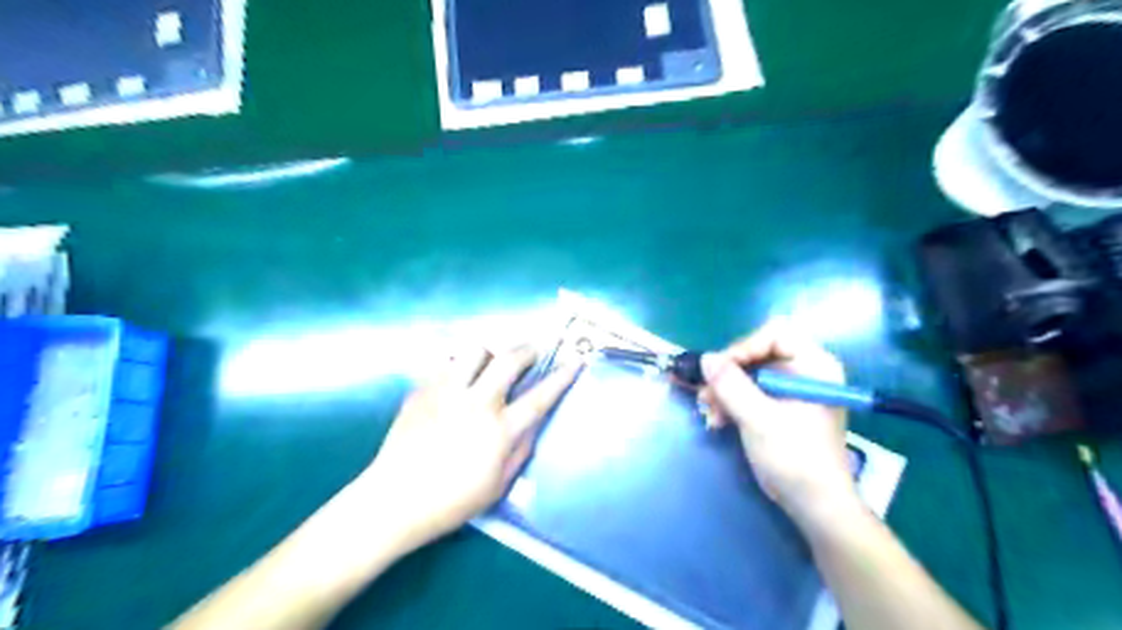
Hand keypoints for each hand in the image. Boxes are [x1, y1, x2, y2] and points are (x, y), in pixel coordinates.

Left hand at [359, 344, 583, 545]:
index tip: (576, 360)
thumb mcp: (498, 485)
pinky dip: (459, 365)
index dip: (561, 377)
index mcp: (499, 430)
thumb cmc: (451, 502)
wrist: (394, 501)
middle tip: (534, 350)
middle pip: (508, 360)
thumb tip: (533, 423)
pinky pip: (445, 363)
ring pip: (474, 351)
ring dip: (490, 352)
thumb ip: (521, 449)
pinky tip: (459, 378)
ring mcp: (446, 393)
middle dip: (528, 349)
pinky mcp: (422, 391)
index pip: (539, 396)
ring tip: (491, 362)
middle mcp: (476, 403)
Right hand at [698, 322, 860, 528]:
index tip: (720, 370)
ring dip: (724, 390)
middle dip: (728, 373)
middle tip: (705, 393)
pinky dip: (730, 402)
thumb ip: (731, 386)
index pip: (776, 334)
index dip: (744, 347)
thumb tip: (705, 358)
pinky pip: (749, 391)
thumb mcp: (759, 419)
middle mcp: (804, 371)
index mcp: (814, 366)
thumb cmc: (796, 459)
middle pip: (758, 353)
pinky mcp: (779, 407)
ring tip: (707, 412)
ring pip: (748, 373)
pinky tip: (716, 420)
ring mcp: (790, 389)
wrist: (815, 505)